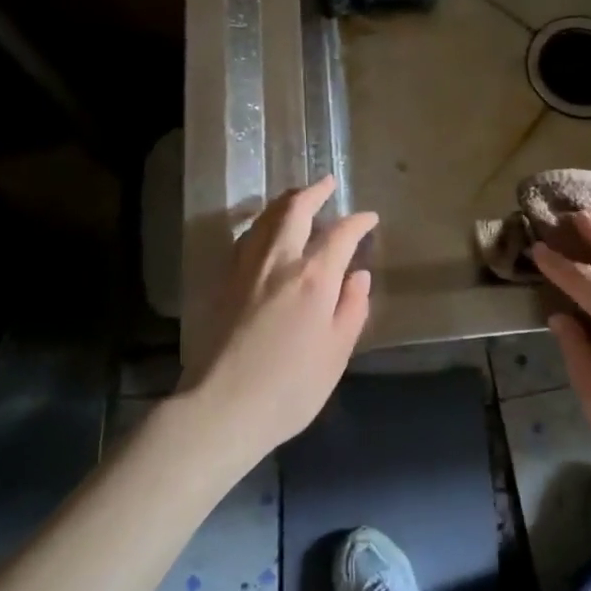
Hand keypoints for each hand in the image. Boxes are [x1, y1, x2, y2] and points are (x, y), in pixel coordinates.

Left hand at [183, 175, 377, 467]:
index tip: (370, 218)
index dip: (358, 222)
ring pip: (265, 218)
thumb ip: (351, 309)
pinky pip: (246, 237)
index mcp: (313, 278)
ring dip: (285, 202)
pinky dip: (262, 223)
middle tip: (327, 183)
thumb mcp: (336, 354)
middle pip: (294, 210)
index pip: (340, 235)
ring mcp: (245, 268)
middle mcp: (278, 261)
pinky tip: (265, 231)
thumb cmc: (289, 388)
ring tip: (298, 198)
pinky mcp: (223, 282)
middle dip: (314, 192)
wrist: (220, 408)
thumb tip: (358, 276)